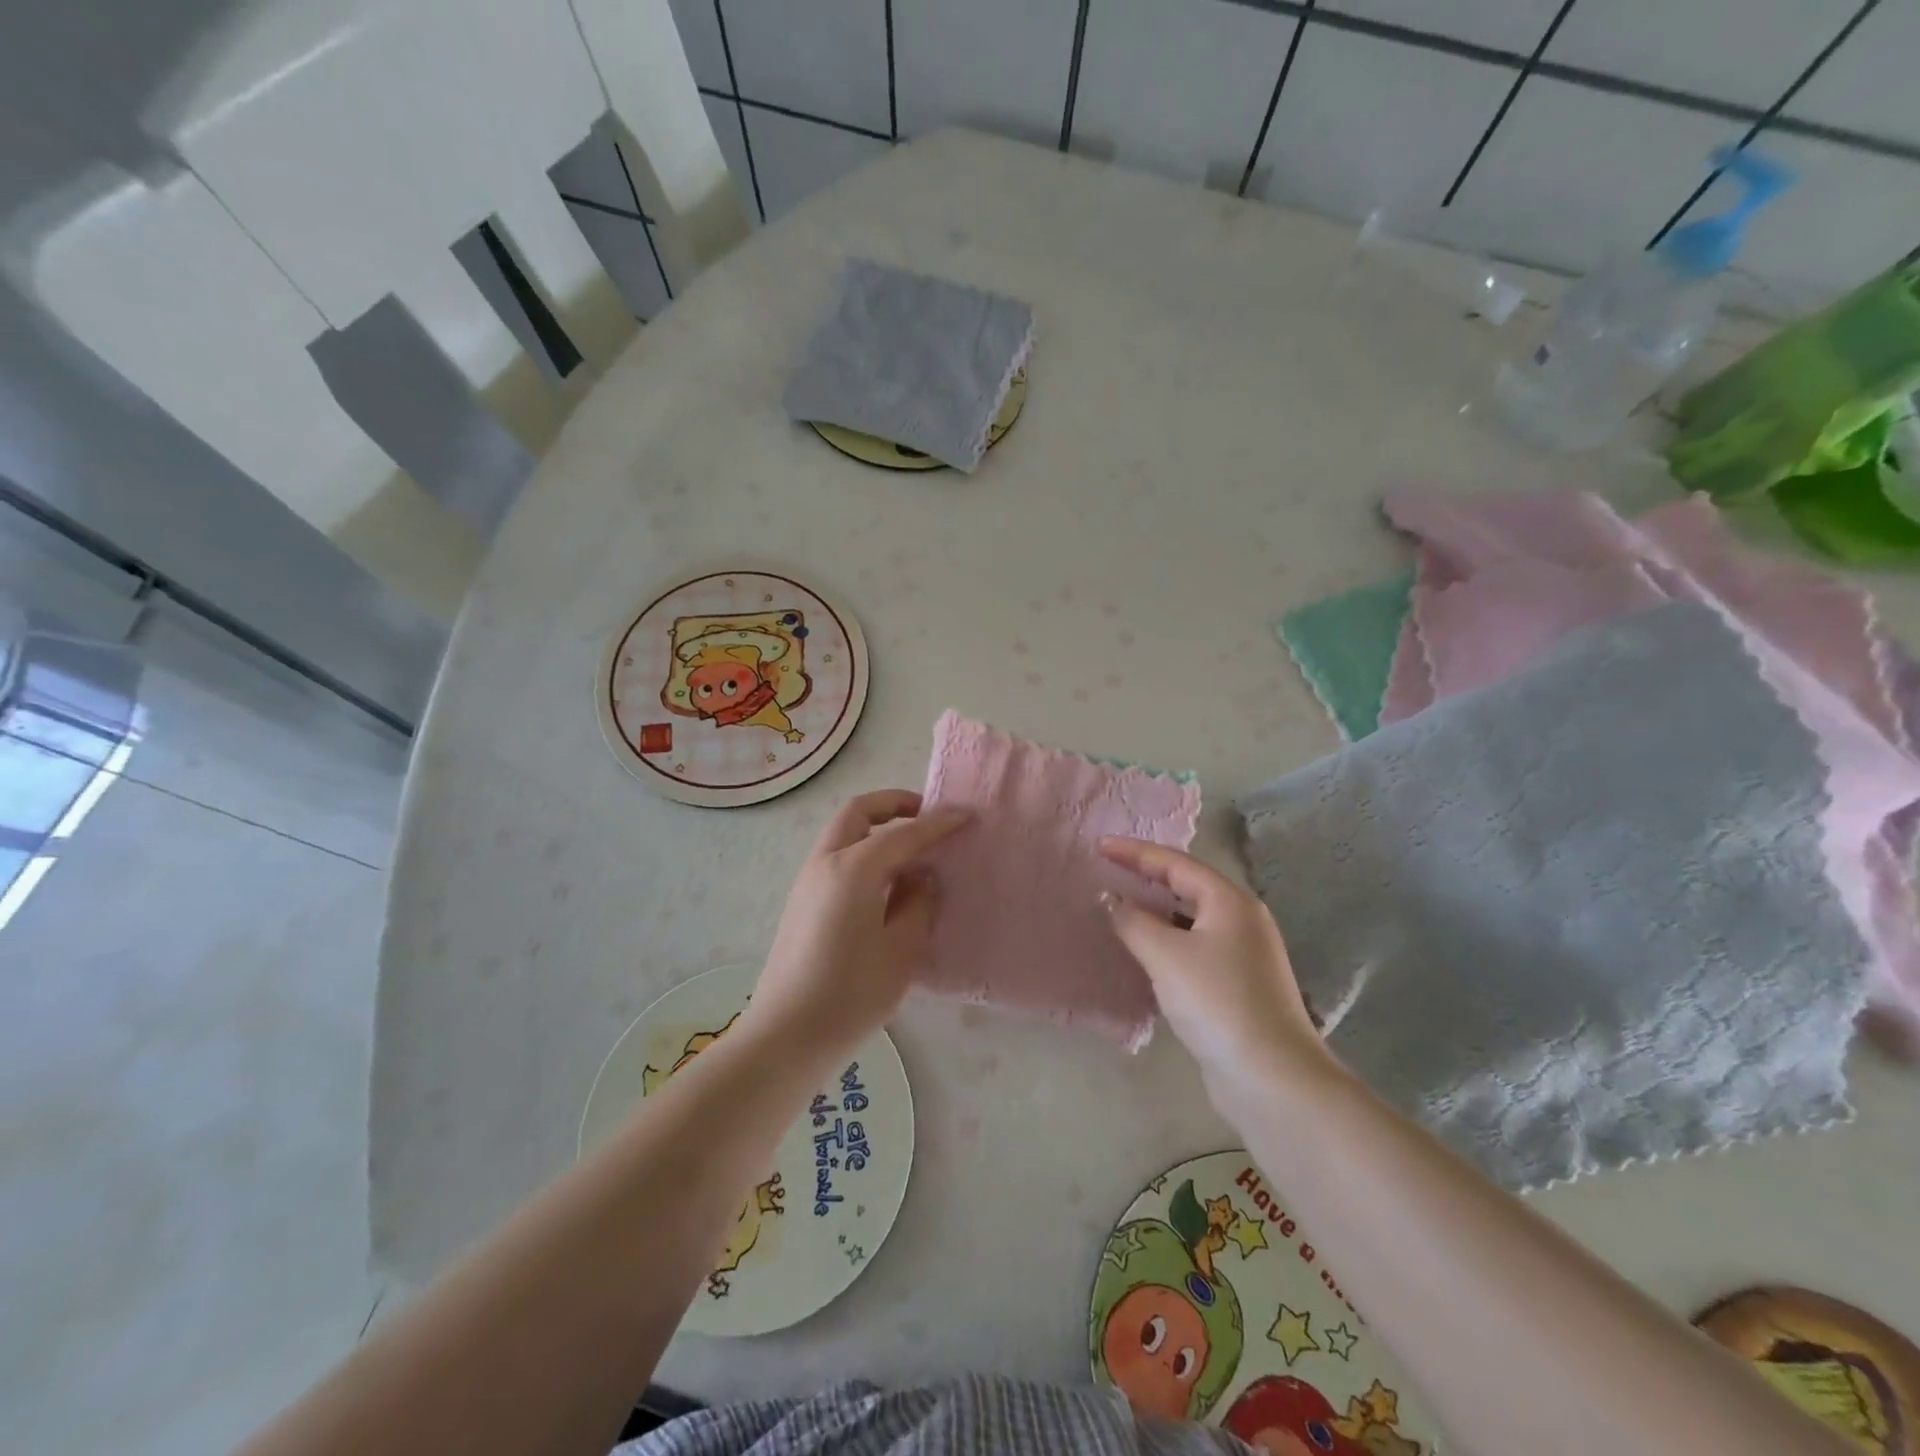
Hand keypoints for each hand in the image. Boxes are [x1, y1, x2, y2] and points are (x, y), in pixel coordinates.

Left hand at [746, 790, 971, 1061]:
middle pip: (859, 812)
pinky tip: (886, 883)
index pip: (904, 832)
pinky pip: (836, 857)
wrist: (786, 1035)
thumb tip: (921, 878)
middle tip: (927, 817)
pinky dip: (863, 851)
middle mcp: (826, 862)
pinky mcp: (802, 902)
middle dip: (894, 804)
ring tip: (912, 852)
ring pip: (844, 832)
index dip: (938, 822)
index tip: (966, 815)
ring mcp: (808, 881)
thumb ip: (917, 904)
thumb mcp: (901, 949)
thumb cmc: (851, 993)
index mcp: (854, 868)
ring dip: (877, 828)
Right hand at [1099, 838, 1334, 1099]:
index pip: (1175, 863)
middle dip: (1147, 877)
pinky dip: (1166, 941)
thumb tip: (1110, 898)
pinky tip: (1144, 952)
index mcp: (1229, 901)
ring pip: (1190, 919)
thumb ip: (1132, 920)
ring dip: (1155, 911)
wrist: (1270, 1076)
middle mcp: (1242, 920)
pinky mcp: (1238, 985)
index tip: (1100, 846)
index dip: (1135, 852)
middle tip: (1108, 871)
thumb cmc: (1217, 1001)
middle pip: (1187, 886)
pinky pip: (1194, 947)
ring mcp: (1244, 954)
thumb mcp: (1165, 954)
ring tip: (1119, 907)